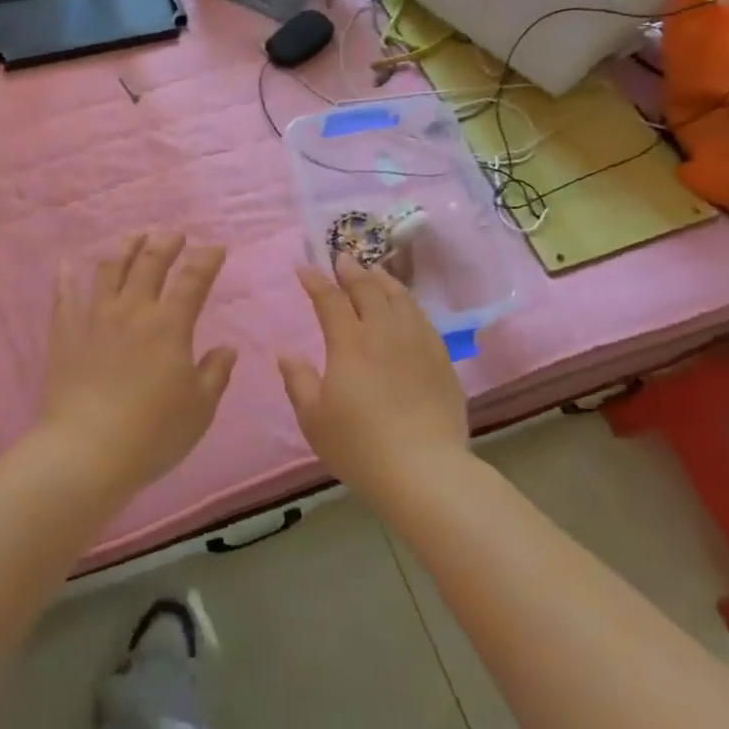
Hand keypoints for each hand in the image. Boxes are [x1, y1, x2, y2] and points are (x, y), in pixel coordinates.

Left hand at [38, 233, 236, 498]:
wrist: (86, 451)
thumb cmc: (152, 433)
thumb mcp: (199, 408)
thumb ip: (215, 374)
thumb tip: (227, 349)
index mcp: (170, 325)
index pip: (194, 280)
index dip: (207, 259)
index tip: (215, 248)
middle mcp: (133, 310)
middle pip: (150, 262)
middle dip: (165, 242)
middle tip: (174, 234)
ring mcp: (95, 318)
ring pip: (110, 269)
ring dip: (125, 248)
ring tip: (134, 236)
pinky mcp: (65, 333)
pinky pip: (65, 296)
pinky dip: (66, 277)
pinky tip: (66, 264)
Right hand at [278, 255, 468, 498]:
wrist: (424, 470)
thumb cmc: (359, 446)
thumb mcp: (314, 419)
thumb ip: (298, 382)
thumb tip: (287, 355)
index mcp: (349, 344)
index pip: (330, 300)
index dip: (316, 281)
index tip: (305, 268)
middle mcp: (384, 333)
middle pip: (368, 290)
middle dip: (352, 270)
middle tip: (342, 259)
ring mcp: (418, 344)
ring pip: (400, 298)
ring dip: (383, 280)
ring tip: (374, 271)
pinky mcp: (442, 360)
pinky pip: (423, 320)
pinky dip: (409, 304)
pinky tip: (406, 307)